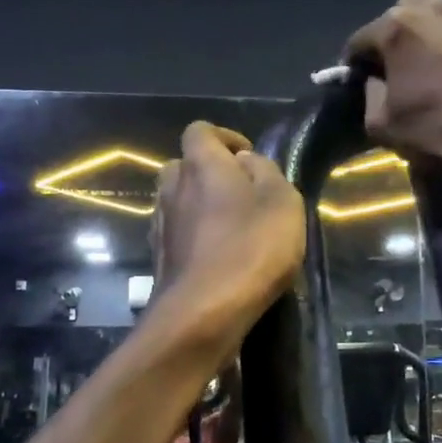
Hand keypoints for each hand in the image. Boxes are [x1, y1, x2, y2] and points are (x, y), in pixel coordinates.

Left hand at [151, 122, 305, 335]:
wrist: (203, 312)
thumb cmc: (251, 248)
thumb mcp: (282, 201)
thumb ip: (265, 171)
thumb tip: (245, 162)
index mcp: (201, 164)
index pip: (200, 130)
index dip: (225, 137)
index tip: (248, 158)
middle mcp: (172, 187)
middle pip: (184, 165)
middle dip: (210, 172)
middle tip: (241, 193)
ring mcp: (161, 223)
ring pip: (178, 200)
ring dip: (200, 206)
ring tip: (232, 227)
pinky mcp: (159, 257)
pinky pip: (177, 233)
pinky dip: (194, 236)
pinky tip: (217, 257)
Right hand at [343, 0, 441, 176]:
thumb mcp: (383, 126)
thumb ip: (369, 94)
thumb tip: (376, 80)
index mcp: (401, 26)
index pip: (361, 38)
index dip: (355, 63)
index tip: (358, 82)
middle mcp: (441, 7)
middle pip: (404, 16)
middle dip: (397, 40)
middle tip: (401, 71)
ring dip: (437, 38)